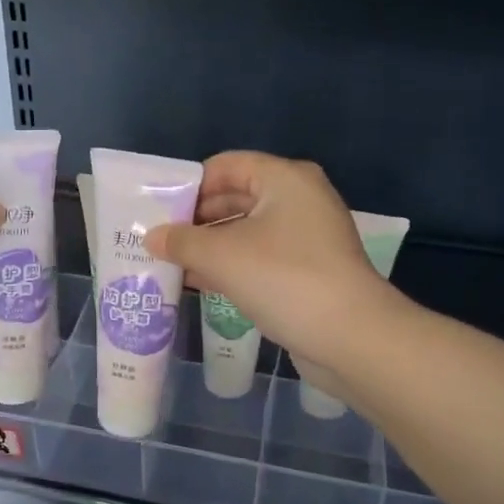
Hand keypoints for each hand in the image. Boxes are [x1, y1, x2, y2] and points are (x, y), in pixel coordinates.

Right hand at [145, 152, 393, 369]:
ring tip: (171, 263)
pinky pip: (260, 257)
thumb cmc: (284, 279)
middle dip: (196, 219)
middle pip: (236, 197)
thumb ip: (182, 242)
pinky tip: (199, 283)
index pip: (226, 166)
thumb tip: (151, 237)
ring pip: (246, 230)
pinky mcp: (308, 269)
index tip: (157, 210)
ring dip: (210, 246)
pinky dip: (231, 265)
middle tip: (158, 240)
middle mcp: (299, 199)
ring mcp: (307, 236)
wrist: (351, 337)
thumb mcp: (222, 257)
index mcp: (285, 179)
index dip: (189, 185)